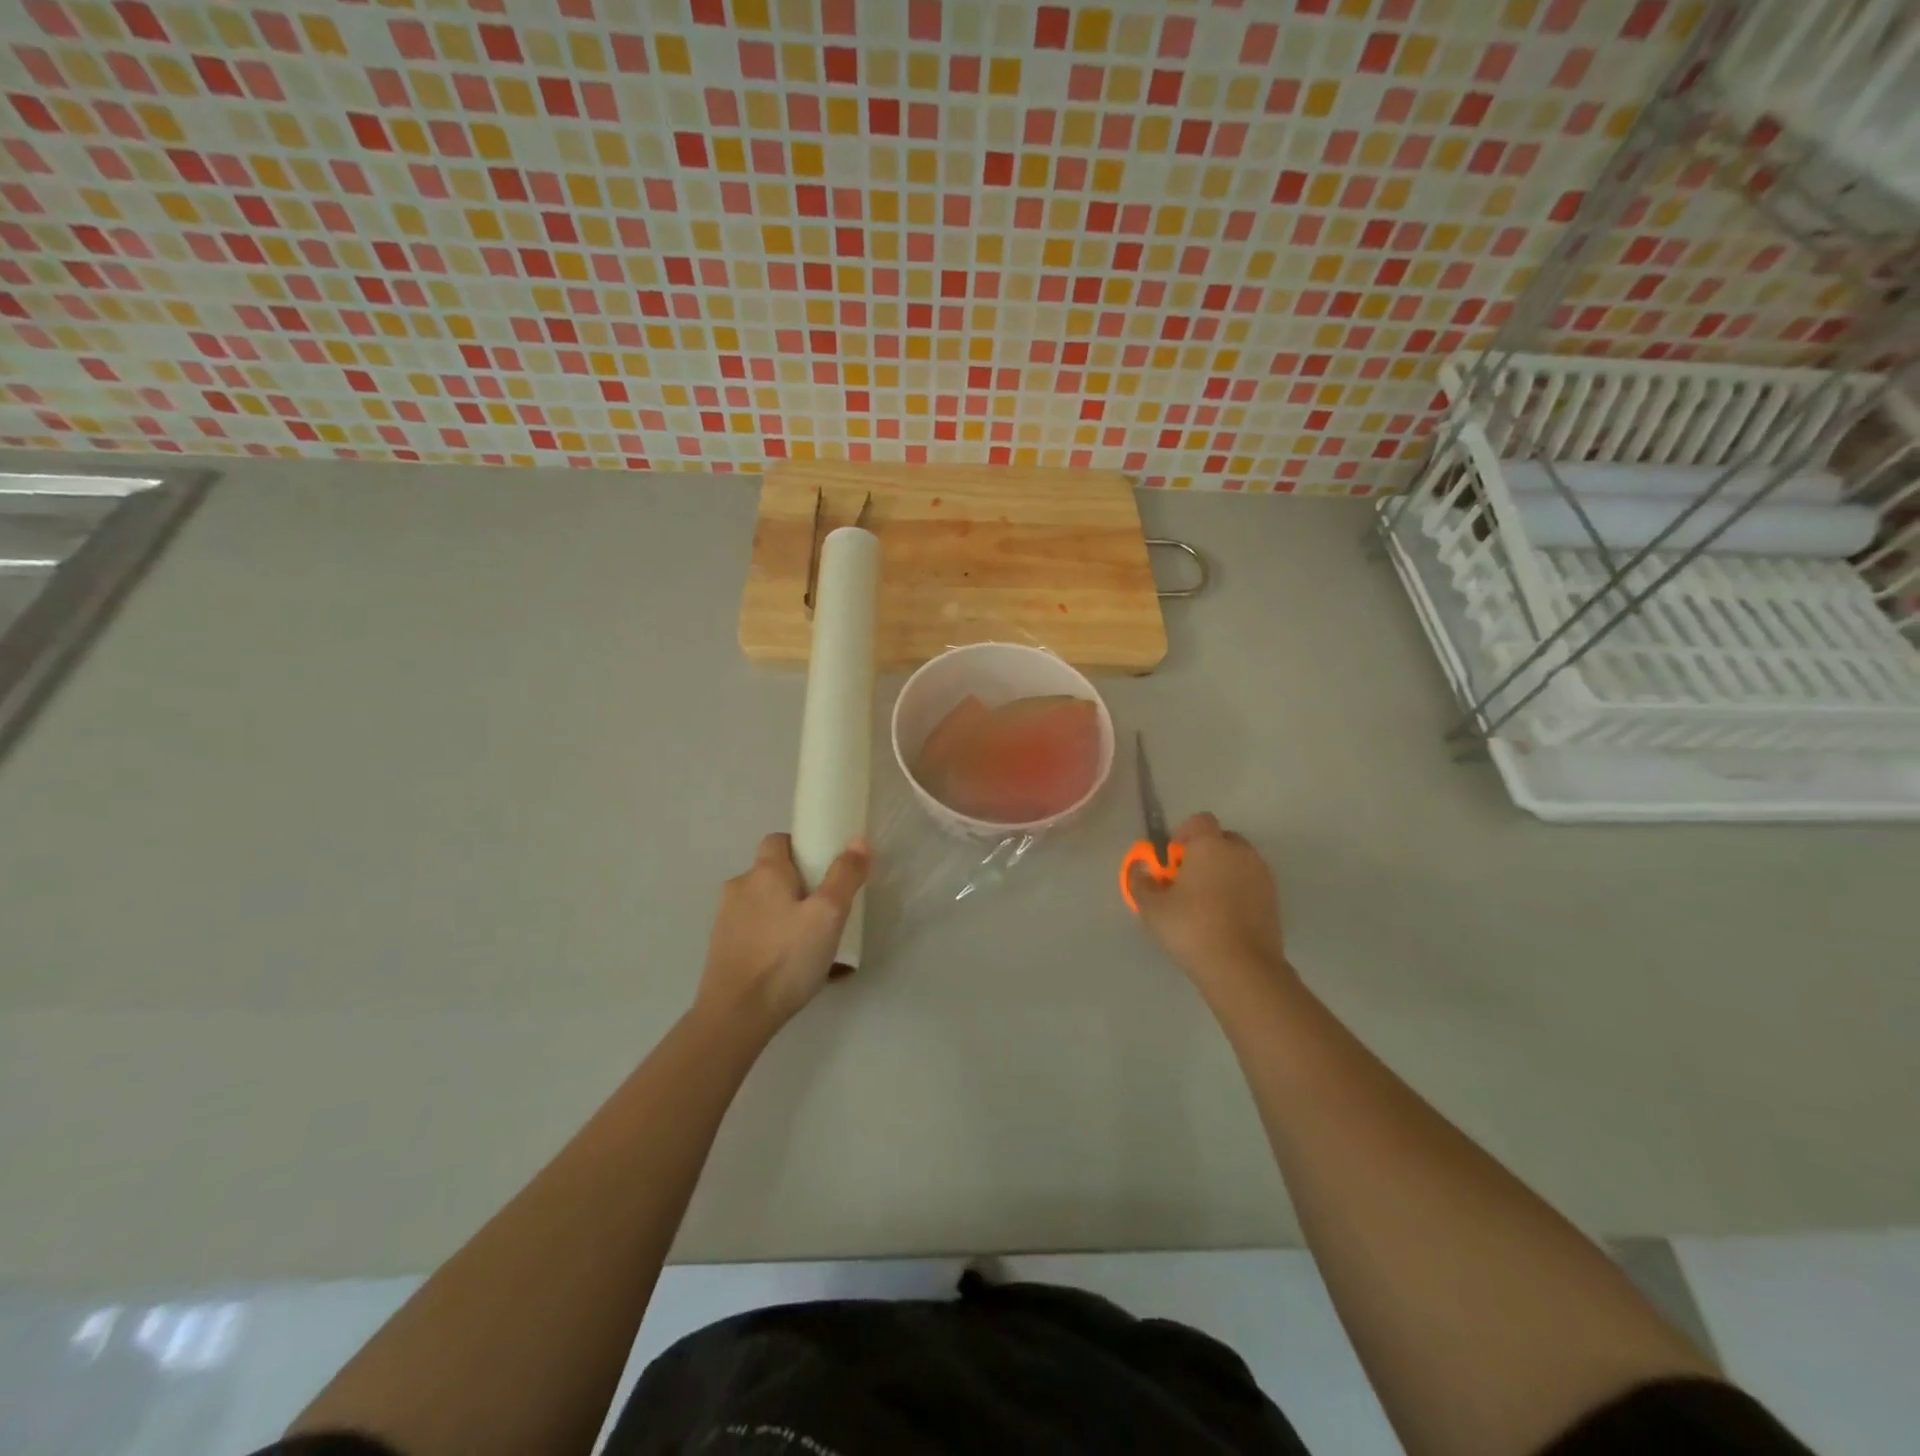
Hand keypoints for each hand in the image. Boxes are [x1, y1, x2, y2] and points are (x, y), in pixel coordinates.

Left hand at [697, 832, 869, 1034]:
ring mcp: (725, 920)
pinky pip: (755, 933)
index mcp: (763, 872)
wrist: (735, 1016)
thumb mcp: (828, 915)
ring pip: (764, 905)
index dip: (802, 848)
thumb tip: (858, 840)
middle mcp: (739, 888)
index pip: (779, 840)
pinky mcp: (721, 949)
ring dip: (785, 915)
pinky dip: (772, 940)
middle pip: (772, 874)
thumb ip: (845, 875)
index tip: (824, 869)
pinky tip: (791, 967)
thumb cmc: (786, 958)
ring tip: (812, 945)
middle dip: (798, 886)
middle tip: (826, 911)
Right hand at [1129, 812, 1292, 1008]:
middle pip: (1221, 840)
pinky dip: (1239, 891)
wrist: (1242, 967)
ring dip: (1223, 872)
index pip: (1199, 820)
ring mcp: (1262, 875)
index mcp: (1210, 845)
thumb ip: (1141, 882)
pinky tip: (1225, 918)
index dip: (1183, 835)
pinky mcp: (1274, 899)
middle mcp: (1240, 852)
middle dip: (1204, 853)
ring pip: (1238, 862)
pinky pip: (1251, 883)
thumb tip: (1141, 870)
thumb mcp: (1152, 907)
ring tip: (1206, 903)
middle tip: (1187, 882)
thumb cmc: (1191, 928)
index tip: (1172, 860)